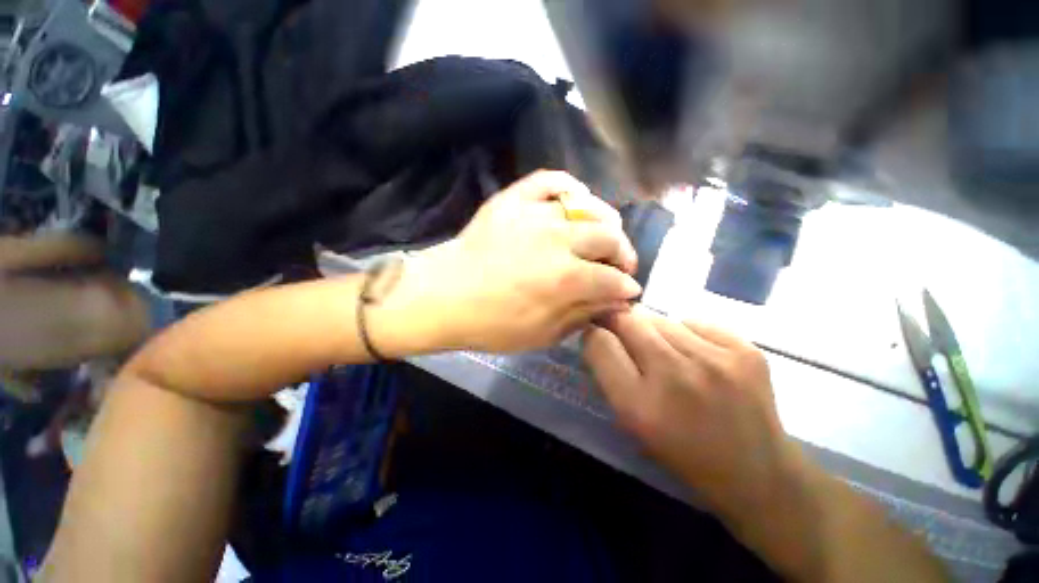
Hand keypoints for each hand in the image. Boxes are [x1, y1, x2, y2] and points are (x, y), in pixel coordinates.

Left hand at [397, 171, 640, 352]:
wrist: (443, 296)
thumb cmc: (491, 323)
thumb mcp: (542, 334)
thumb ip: (582, 314)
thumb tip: (615, 299)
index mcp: (565, 279)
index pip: (613, 279)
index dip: (626, 287)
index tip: (628, 290)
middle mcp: (557, 241)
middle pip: (609, 238)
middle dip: (624, 254)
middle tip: (619, 265)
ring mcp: (535, 214)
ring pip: (589, 207)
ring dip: (606, 222)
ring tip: (604, 234)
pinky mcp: (513, 199)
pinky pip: (550, 180)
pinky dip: (569, 186)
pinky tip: (575, 200)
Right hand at [582, 306, 800, 517]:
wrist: (758, 474)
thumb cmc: (683, 453)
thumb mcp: (632, 423)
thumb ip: (609, 374)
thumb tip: (599, 332)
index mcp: (639, 406)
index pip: (600, 343)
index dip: (594, 334)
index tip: (598, 335)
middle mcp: (675, 376)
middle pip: (628, 321)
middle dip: (619, 323)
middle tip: (627, 335)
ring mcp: (715, 360)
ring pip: (660, 318)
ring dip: (653, 330)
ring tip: (667, 353)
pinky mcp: (745, 350)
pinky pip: (693, 322)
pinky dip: (686, 333)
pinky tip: (698, 356)